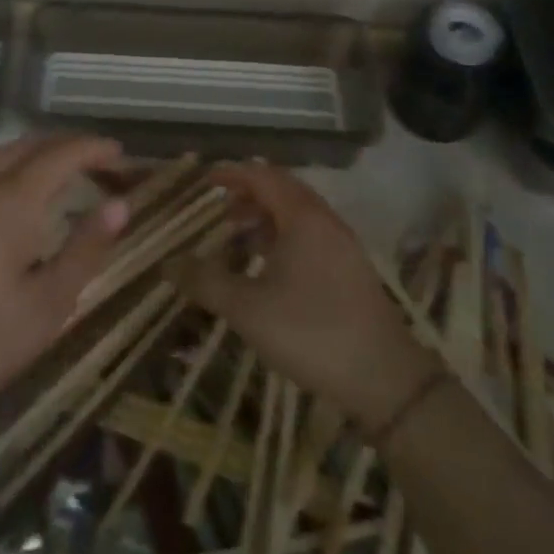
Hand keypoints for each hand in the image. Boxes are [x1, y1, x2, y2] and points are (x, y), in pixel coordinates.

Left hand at [0, 135, 129, 439]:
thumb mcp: (51, 301)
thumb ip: (86, 247)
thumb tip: (120, 204)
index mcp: (13, 202)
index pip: (61, 155)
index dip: (94, 149)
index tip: (124, 156)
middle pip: (32, 145)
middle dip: (70, 145)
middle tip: (104, 163)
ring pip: (6, 153)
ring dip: (42, 151)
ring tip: (72, 170)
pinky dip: (19, 164)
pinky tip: (30, 194)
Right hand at [166, 163, 437, 430]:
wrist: (385, 379)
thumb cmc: (311, 333)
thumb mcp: (248, 309)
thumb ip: (206, 282)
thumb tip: (167, 263)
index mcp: (302, 216)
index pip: (262, 176)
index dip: (231, 173)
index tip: (203, 180)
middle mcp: (324, 220)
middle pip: (282, 189)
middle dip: (248, 193)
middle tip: (218, 209)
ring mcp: (342, 243)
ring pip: (297, 213)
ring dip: (266, 216)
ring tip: (238, 237)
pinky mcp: (350, 268)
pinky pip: (310, 234)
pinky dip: (283, 235)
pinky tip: (269, 266)